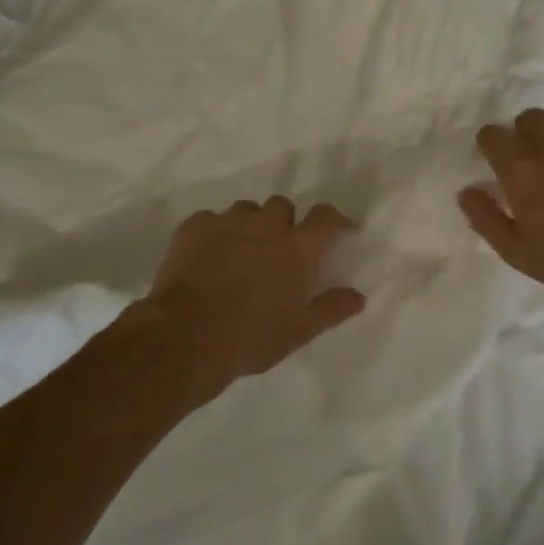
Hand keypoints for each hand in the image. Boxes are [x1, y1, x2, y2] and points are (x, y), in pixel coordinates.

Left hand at [141, 198, 366, 388]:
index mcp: (298, 247)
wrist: (185, 337)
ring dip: (250, 226)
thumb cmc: (251, 337)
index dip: (333, 222)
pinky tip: (208, 258)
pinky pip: (211, 220)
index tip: (334, 235)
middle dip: (284, 224)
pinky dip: (215, 233)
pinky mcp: (193, 226)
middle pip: (283, 207)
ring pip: (246, 210)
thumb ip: (332, 308)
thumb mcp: (299, 331)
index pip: (326, 216)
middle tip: (278, 254)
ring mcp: (227, 221)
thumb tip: (358, 297)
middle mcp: (266, 224)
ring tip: (241, 255)